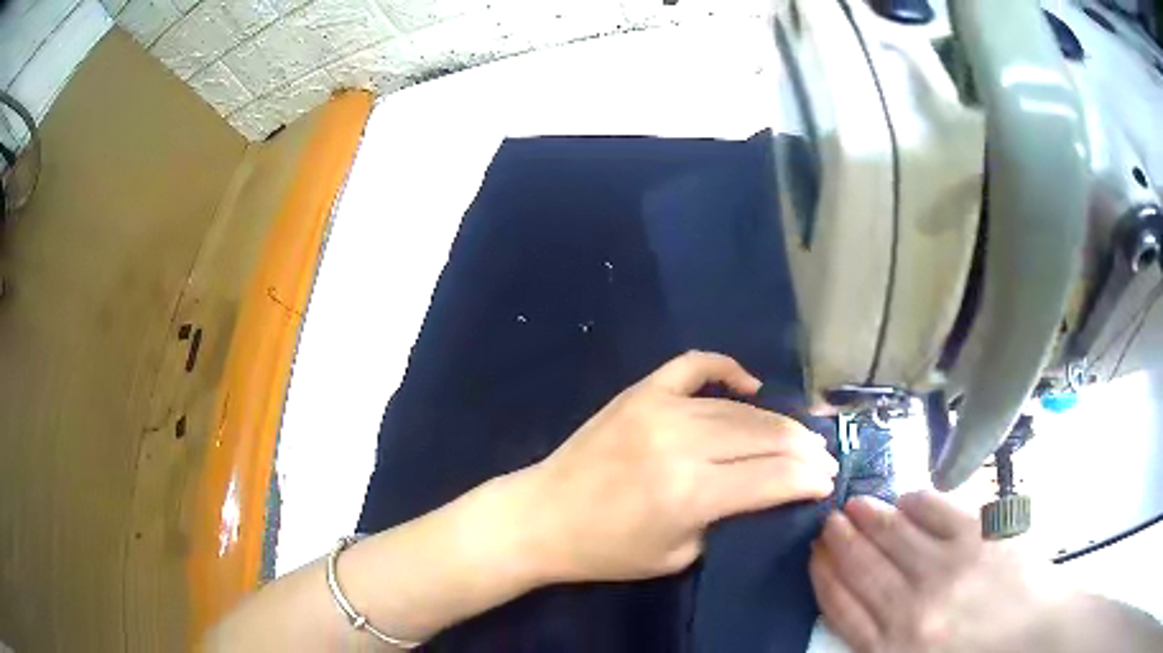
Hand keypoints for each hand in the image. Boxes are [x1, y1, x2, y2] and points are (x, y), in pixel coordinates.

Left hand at [522, 351, 837, 583]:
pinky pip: (694, 365)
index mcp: (692, 493)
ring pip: (739, 408)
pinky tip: (750, 384)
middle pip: (764, 436)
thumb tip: (767, 490)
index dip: (808, 478)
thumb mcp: (679, 555)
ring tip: (800, 434)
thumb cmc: (608, 551)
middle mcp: (682, 443)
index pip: (773, 477)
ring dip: (777, 421)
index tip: (829, 480)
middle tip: (823, 457)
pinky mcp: (641, 391)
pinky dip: (727, 369)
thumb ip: (728, 519)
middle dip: (803, 448)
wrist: (544, 516)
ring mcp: (659, 408)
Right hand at [810, 492, 1073, 652]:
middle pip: (863, 567)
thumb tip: (857, 614)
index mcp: (893, 649)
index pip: (842, 606)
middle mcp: (913, 607)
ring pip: (895, 535)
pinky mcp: (981, 536)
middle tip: (828, 521)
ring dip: (870, 517)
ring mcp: (949, 567)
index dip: (824, 577)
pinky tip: (906, 497)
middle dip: (840, 541)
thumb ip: (881, 647)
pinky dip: (918, 501)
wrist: (1037, 637)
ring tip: (854, 503)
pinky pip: (940, 511)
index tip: (814, 555)